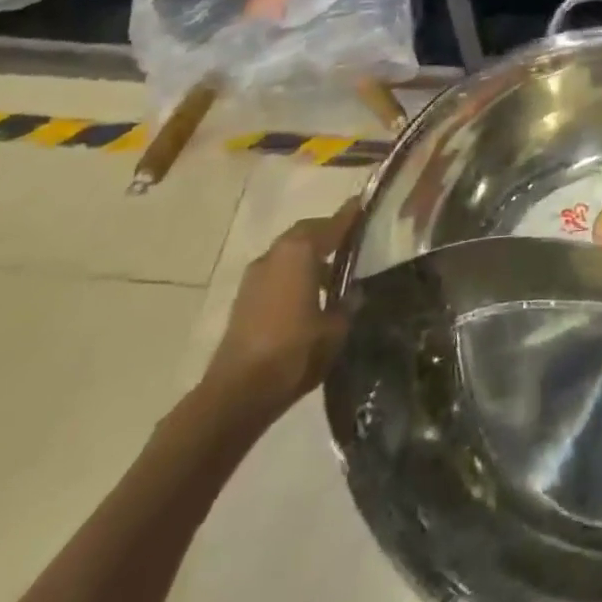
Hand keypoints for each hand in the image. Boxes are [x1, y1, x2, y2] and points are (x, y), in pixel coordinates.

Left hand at [201, 198, 359, 420]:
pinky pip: (276, 274)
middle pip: (306, 233)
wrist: (236, 395)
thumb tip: (354, 292)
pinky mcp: (243, 300)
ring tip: (332, 275)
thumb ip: (348, 303)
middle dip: (328, 234)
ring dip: (308, 257)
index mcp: (300, 251)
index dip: (352, 216)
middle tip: (351, 242)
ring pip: (288, 254)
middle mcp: (275, 254)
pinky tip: (308, 298)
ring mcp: (255, 276)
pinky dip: (293, 275)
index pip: (333, 224)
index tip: (365, 206)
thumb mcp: (336, 328)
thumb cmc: (294, 352)